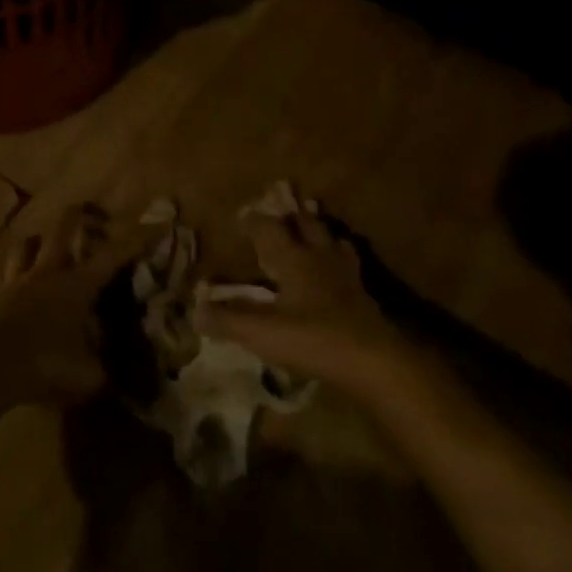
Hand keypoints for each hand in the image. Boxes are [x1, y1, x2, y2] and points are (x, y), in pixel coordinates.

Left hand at [0, 203, 149, 409]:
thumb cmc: (41, 364)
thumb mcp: (84, 377)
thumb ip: (100, 370)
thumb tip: (110, 370)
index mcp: (77, 285)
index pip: (114, 255)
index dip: (138, 239)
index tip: (157, 223)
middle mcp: (49, 273)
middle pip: (64, 228)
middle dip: (80, 215)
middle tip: (92, 214)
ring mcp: (17, 281)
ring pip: (28, 245)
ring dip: (40, 241)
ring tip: (47, 245)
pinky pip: (9, 276)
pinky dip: (18, 277)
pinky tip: (20, 291)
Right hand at [196, 207, 409, 396]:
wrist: (375, 360)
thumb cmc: (313, 339)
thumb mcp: (262, 332)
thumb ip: (228, 319)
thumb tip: (196, 308)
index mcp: (292, 258)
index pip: (269, 227)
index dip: (253, 220)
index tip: (242, 216)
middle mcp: (319, 255)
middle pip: (306, 223)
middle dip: (291, 216)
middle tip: (281, 211)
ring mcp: (346, 273)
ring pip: (331, 239)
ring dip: (318, 231)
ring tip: (312, 230)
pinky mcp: (365, 293)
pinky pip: (349, 263)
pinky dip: (340, 257)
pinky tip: (338, 268)